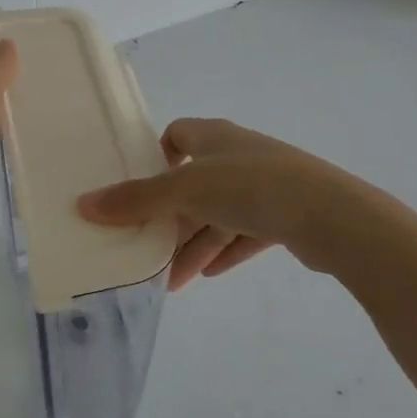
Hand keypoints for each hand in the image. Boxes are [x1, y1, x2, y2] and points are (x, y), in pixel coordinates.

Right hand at [77, 118, 355, 289]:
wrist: (331, 216)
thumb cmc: (252, 188)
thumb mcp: (186, 191)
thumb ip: (136, 200)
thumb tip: (84, 204)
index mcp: (215, 138)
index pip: (178, 135)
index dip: (157, 159)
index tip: (141, 190)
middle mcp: (239, 155)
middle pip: (195, 185)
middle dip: (172, 220)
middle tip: (149, 250)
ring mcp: (267, 185)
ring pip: (220, 214)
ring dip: (196, 245)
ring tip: (174, 282)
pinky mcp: (287, 215)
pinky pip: (246, 232)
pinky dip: (225, 251)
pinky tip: (208, 276)